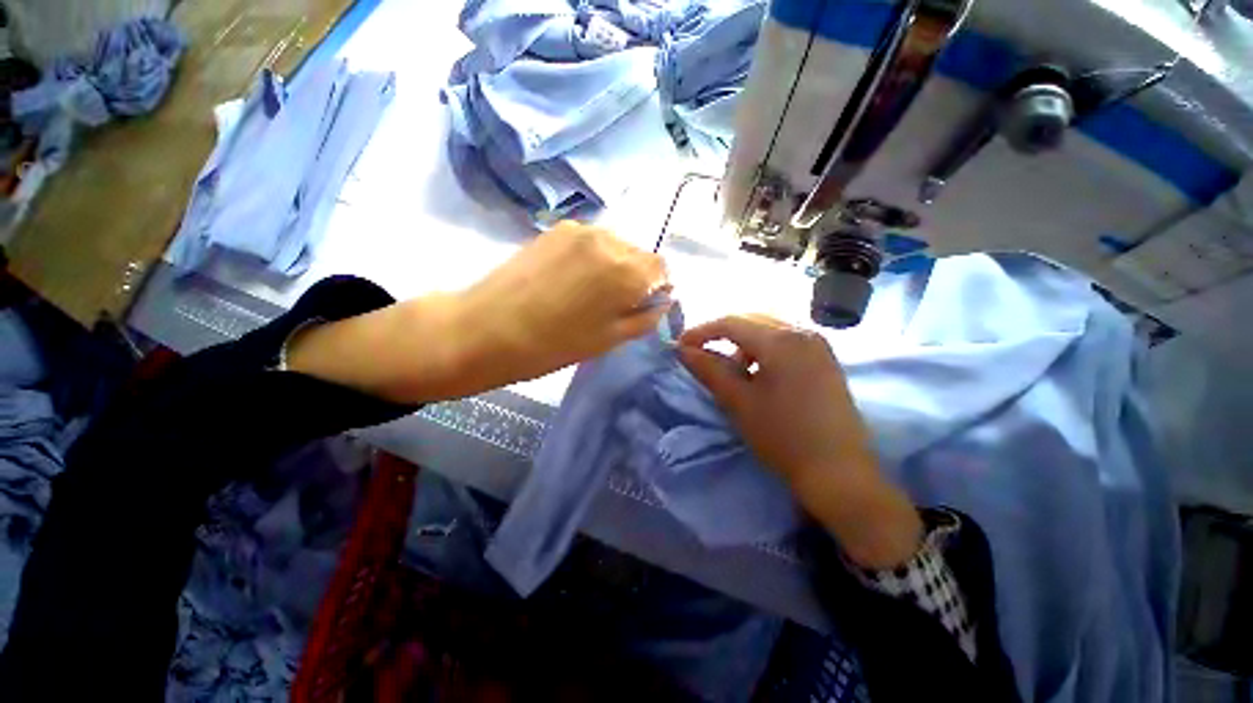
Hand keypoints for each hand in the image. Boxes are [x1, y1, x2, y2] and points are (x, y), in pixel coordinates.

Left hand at [449, 220, 670, 392]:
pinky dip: (590, 256)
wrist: (488, 328)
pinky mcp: (555, 229)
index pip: (661, 267)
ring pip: (614, 245)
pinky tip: (568, 277)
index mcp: (627, 271)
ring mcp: (579, 230)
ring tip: (586, 290)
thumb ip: (645, 318)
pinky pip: (589, 240)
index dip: (657, 286)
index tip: (642, 304)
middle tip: (612, 302)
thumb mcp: (610, 339)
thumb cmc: (555, 344)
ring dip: (612, 264)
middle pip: (638, 253)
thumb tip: (663, 301)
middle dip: (635, 275)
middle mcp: (609, 240)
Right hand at [677, 315, 921, 568]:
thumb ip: (709, 370)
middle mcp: (803, 332)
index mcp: (781, 340)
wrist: (838, 473)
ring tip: (733, 368)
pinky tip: (759, 373)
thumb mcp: (738, 402)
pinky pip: (786, 341)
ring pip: (769, 329)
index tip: (680, 346)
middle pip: (752, 320)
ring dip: (744, 342)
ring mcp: (818, 344)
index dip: (701, 332)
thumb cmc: (782, 437)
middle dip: (722, 334)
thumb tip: (682, 350)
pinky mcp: (825, 359)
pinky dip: (764, 350)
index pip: (731, 323)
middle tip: (700, 353)